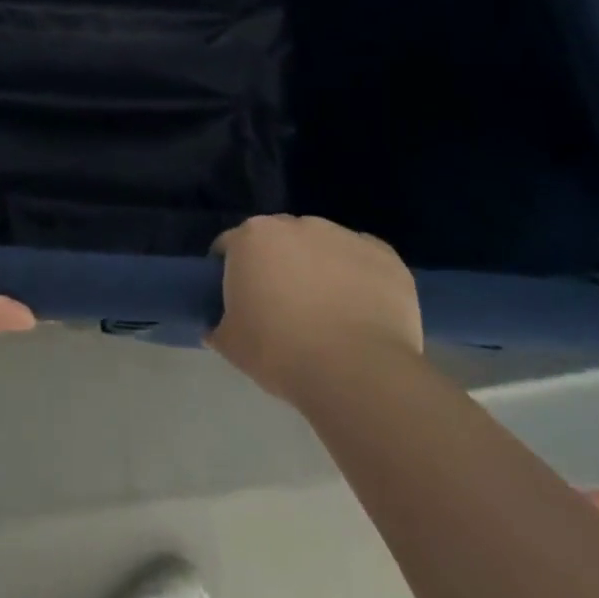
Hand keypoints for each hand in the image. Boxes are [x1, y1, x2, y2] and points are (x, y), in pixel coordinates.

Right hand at [208, 215, 422, 405]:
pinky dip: (359, 278)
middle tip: (282, 307)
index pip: (231, 246)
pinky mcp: (383, 254)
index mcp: (252, 237)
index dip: (231, 271)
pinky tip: (362, 311)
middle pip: (279, 239)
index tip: (238, 299)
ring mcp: (343, 235)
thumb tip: (215, 326)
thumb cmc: (281, 353)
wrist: (357, 373)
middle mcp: (296, 224)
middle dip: (278, 264)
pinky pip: (363, 260)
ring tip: (328, 312)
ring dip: (320, 267)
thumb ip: (217, 326)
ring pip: (322, 246)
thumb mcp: (231, 345)